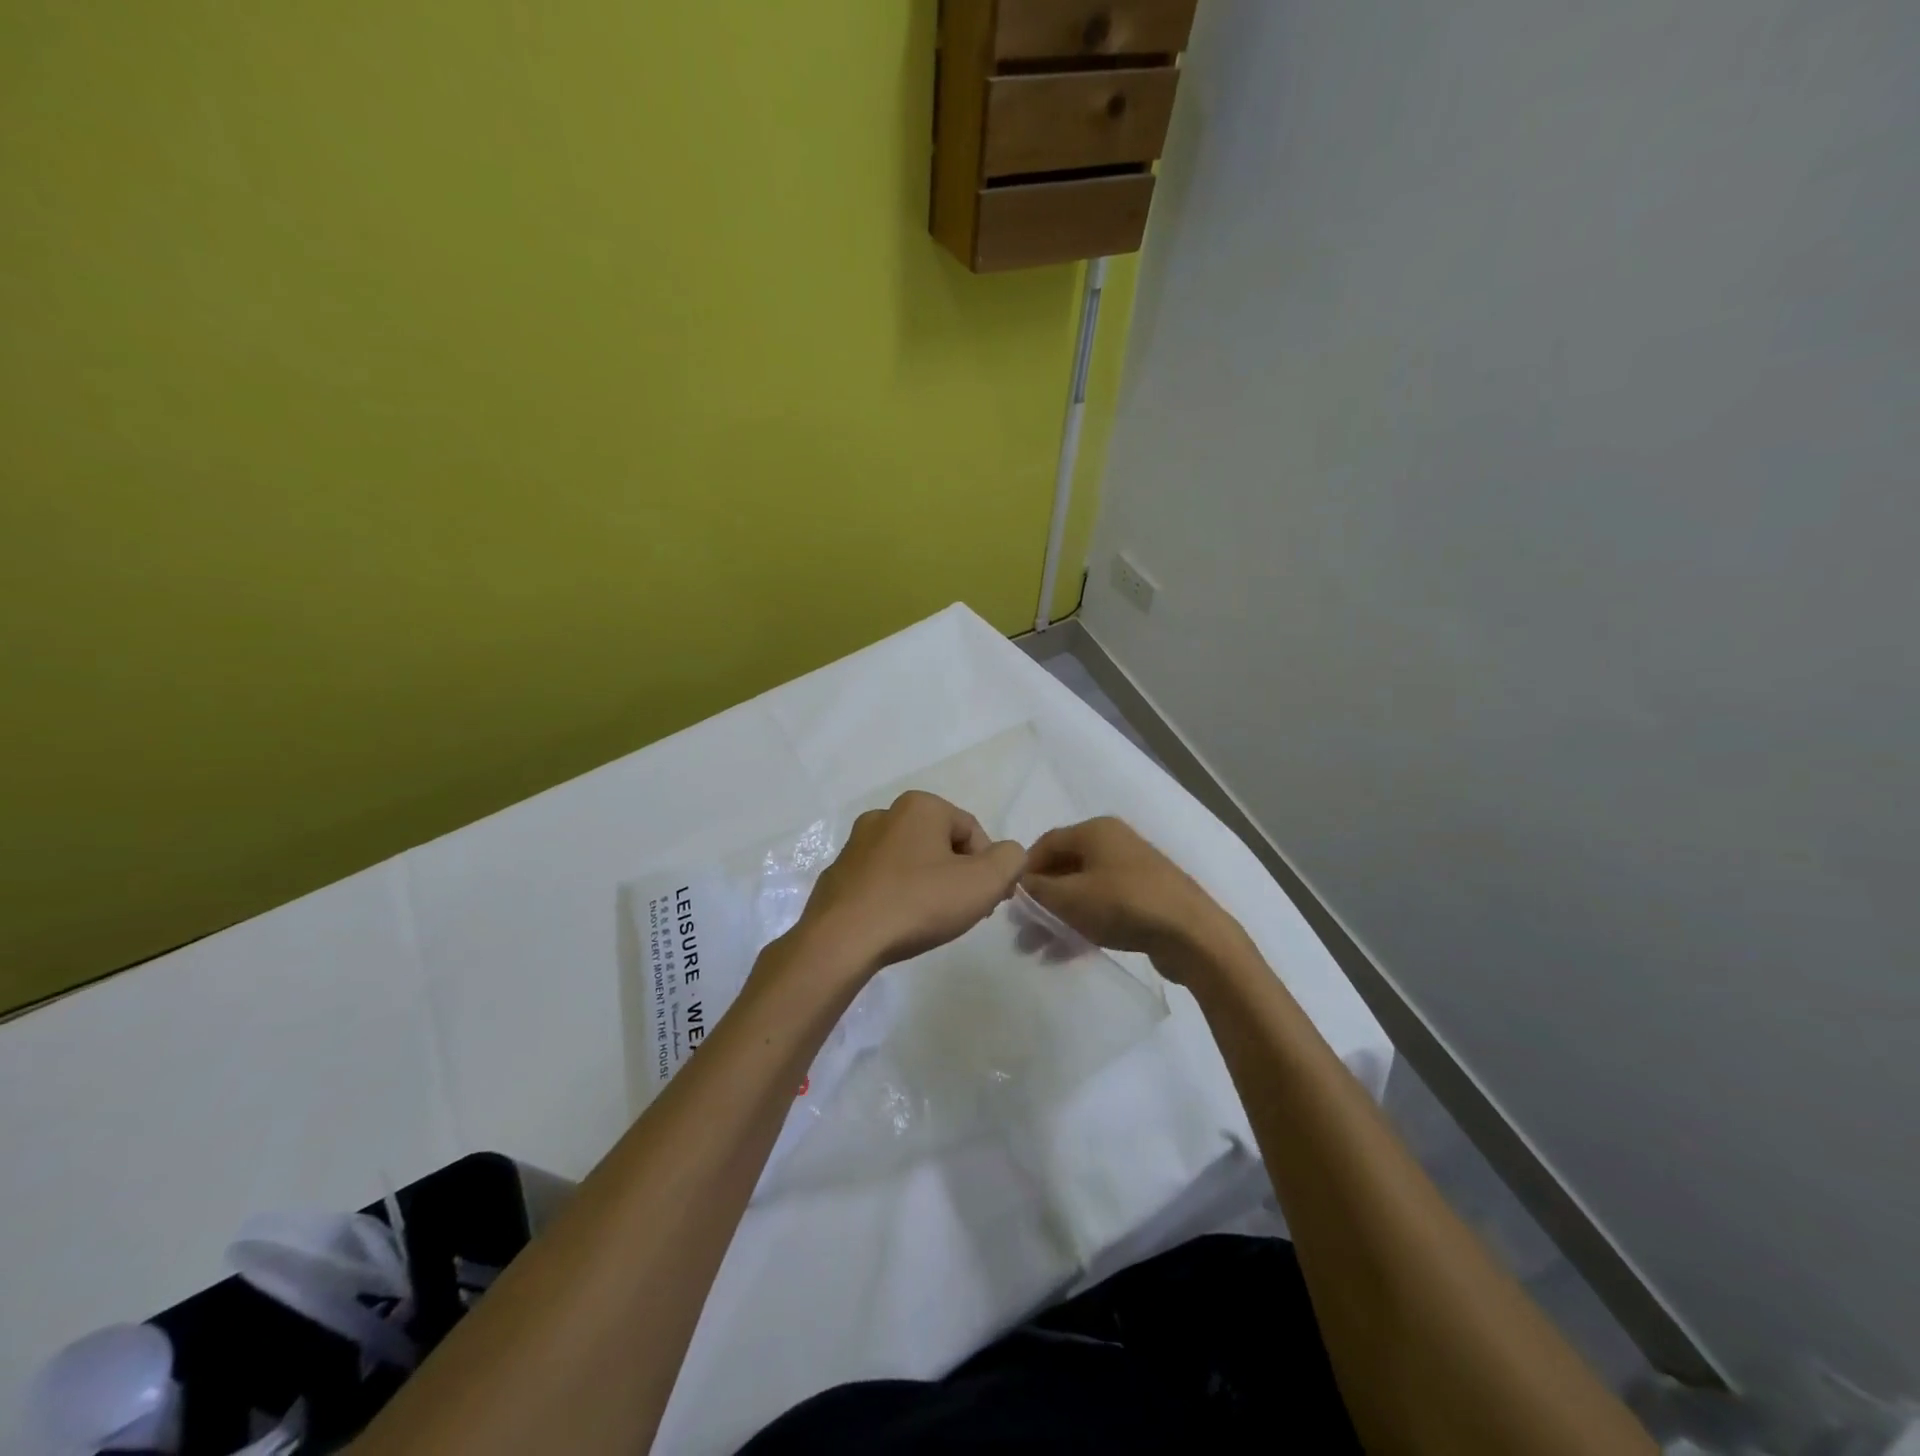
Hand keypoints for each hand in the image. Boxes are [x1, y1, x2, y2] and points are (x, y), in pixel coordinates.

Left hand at [792, 791, 1026, 978]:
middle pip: (941, 844)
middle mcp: (885, 814)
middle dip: (958, 875)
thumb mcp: (984, 882)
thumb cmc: (918, 903)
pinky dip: (896, 896)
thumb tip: (1008, 854)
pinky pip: (881, 880)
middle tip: (963, 912)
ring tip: (930, 921)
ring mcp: (856, 844)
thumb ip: (1010, 860)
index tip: (988, 902)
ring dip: (927, 885)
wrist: (842, 939)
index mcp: (920, 806)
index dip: (989, 868)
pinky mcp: (838, 874)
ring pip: (910, 861)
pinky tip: (898, 923)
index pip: (973, 831)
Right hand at [1020, 817, 1240, 982]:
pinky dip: (1082, 923)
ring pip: (1082, 890)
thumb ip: (1037, 889)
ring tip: (1039, 949)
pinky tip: (1067, 952)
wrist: (1192, 934)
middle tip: (1023, 932)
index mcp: (1095, 830)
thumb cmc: (1124, 905)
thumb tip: (1018, 883)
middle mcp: (1113, 842)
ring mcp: (1132, 870)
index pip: (1045, 843)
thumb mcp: (1070, 898)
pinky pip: (1102, 906)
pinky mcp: (1145, 896)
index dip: (1024, 871)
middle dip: (1040, 901)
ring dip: (1058, 917)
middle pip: (1063, 868)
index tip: (1010, 902)